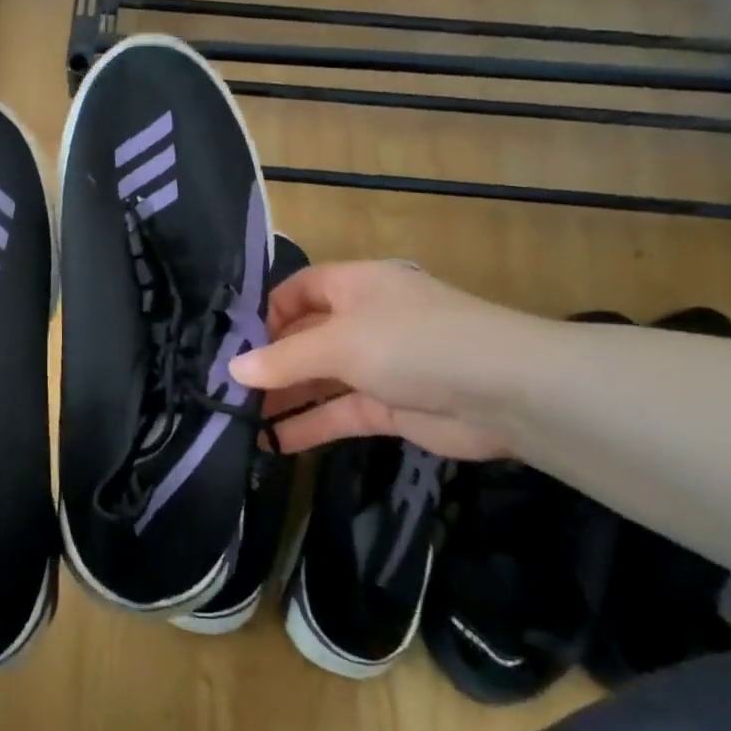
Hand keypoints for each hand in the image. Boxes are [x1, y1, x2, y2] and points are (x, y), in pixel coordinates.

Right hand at [229, 261, 539, 459]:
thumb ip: (285, 359)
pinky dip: (310, 426)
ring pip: (320, 379)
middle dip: (269, 362)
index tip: (234, 345)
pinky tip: (273, 444)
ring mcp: (378, 365)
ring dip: (284, 398)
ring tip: (239, 420)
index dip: (267, 313)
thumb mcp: (340, 343)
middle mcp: (364, 320)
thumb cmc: (414, 343)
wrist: (505, 392)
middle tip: (225, 390)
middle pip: (305, 337)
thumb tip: (233, 369)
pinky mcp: (389, 407)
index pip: (300, 290)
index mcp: (355, 286)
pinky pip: (339, 412)